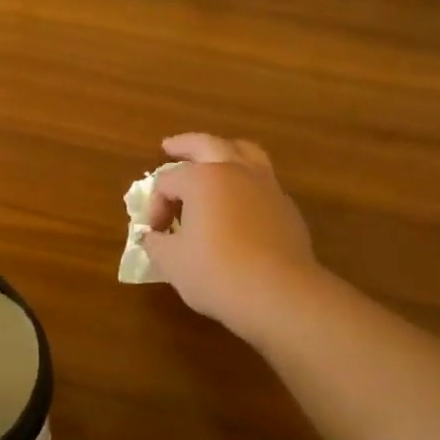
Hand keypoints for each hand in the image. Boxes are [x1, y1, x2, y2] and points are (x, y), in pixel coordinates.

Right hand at [142, 133, 318, 340]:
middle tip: (170, 147)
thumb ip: (156, 243)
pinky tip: (240, 199)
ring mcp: (266, 186)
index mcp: (202, 179)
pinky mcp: (286, 207)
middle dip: (185, 145)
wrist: (279, 294)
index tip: (155, 233)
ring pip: (245, 152)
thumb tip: (153, 236)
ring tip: (214, 156)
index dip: (155, 205)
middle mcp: (235, 171)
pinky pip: (262, 180)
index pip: (167, 181)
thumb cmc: (217, 273)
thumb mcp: (172, 262)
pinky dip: (246, 179)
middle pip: (207, 144)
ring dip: (224, 150)